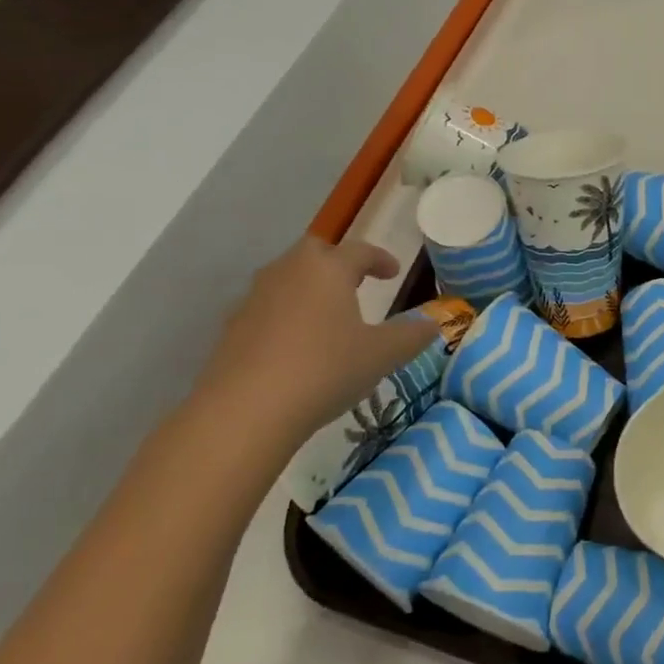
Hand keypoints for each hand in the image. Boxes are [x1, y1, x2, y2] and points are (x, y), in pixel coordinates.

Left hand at [193, 238, 438, 440]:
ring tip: (327, 317)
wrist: (244, 412)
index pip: (360, 251)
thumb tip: (432, 324)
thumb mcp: (382, 355)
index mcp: (328, 268)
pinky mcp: (231, 329)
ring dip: (309, 289)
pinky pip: (266, 309)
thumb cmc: (325, 369)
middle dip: (337, 263)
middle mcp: (288, 272)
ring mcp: (254, 298)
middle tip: (355, 284)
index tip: (393, 272)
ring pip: (287, 279)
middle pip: (315, 253)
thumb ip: (411, 336)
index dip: (380, 259)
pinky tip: (295, 347)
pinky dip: (285, 317)